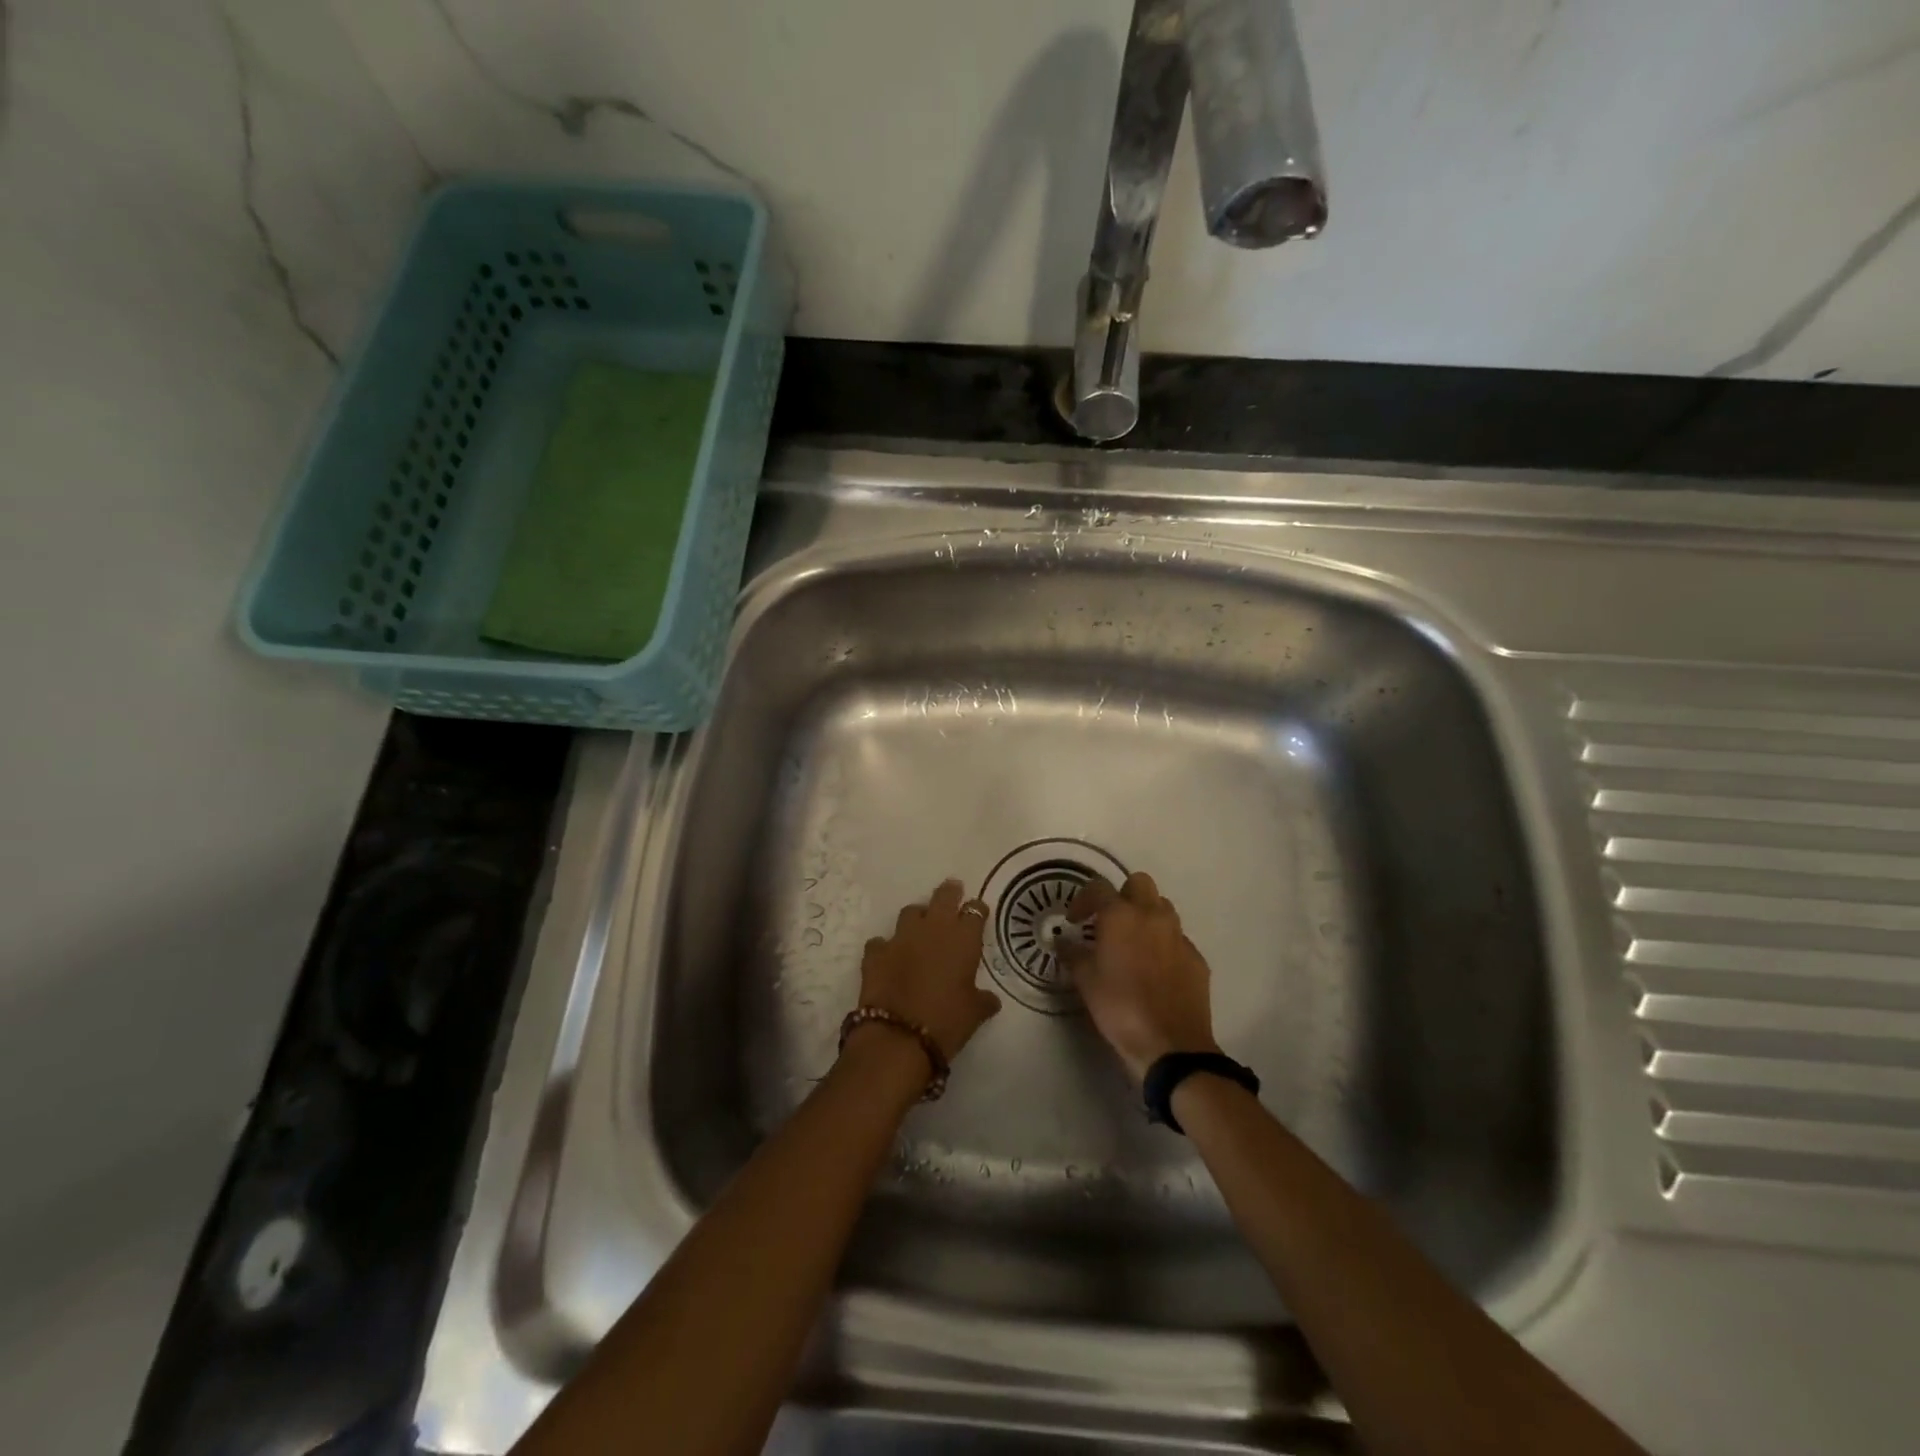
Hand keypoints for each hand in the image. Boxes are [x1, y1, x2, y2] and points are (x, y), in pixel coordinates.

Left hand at [856, 880, 1000, 1063]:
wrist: (898, 1037)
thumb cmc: (947, 1022)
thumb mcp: (975, 1013)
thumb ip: (983, 1000)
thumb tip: (990, 999)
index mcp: (963, 939)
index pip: (975, 910)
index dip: (977, 910)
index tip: (978, 913)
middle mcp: (933, 929)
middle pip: (943, 896)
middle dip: (950, 893)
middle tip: (953, 892)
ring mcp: (901, 937)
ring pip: (911, 911)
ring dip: (918, 917)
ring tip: (921, 928)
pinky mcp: (875, 952)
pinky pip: (882, 941)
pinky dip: (887, 947)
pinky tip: (890, 958)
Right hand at [1061, 871, 1218, 1083]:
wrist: (1172, 1046)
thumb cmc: (1120, 1008)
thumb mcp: (1086, 982)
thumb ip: (1072, 955)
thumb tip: (1063, 941)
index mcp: (1121, 916)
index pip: (1099, 887)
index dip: (1083, 900)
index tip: (1074, 921)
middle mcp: (1153, 916)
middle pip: (1139, 883)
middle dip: (1122, 895)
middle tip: (1108, 922)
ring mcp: (1179, 936)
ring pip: (1162, 907)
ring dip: (1146, 915)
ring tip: (1132, 942)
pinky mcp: (1197, 958)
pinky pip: (1178, 938)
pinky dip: (1164, 943)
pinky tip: (1155, 969)